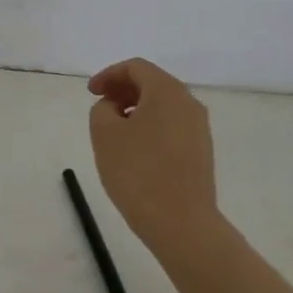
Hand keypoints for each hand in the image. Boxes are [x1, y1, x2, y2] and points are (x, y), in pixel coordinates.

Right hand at [87, 58, 219, 260]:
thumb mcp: (104, 134)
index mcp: (167, 91)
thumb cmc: (138, 172)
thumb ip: (102, 109)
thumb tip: (114, 108)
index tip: (91, 93)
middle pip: (152, 83)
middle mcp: (189, 102)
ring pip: (163, 105)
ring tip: (114, 128)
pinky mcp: (201, 151)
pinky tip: (135, 148)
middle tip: (100, 106)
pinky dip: (150, 125)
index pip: (136, 68)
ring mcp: (199, 128)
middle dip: (123, 90)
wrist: (182, 224)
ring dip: (136, 108)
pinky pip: (172, 125)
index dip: (109, 75)